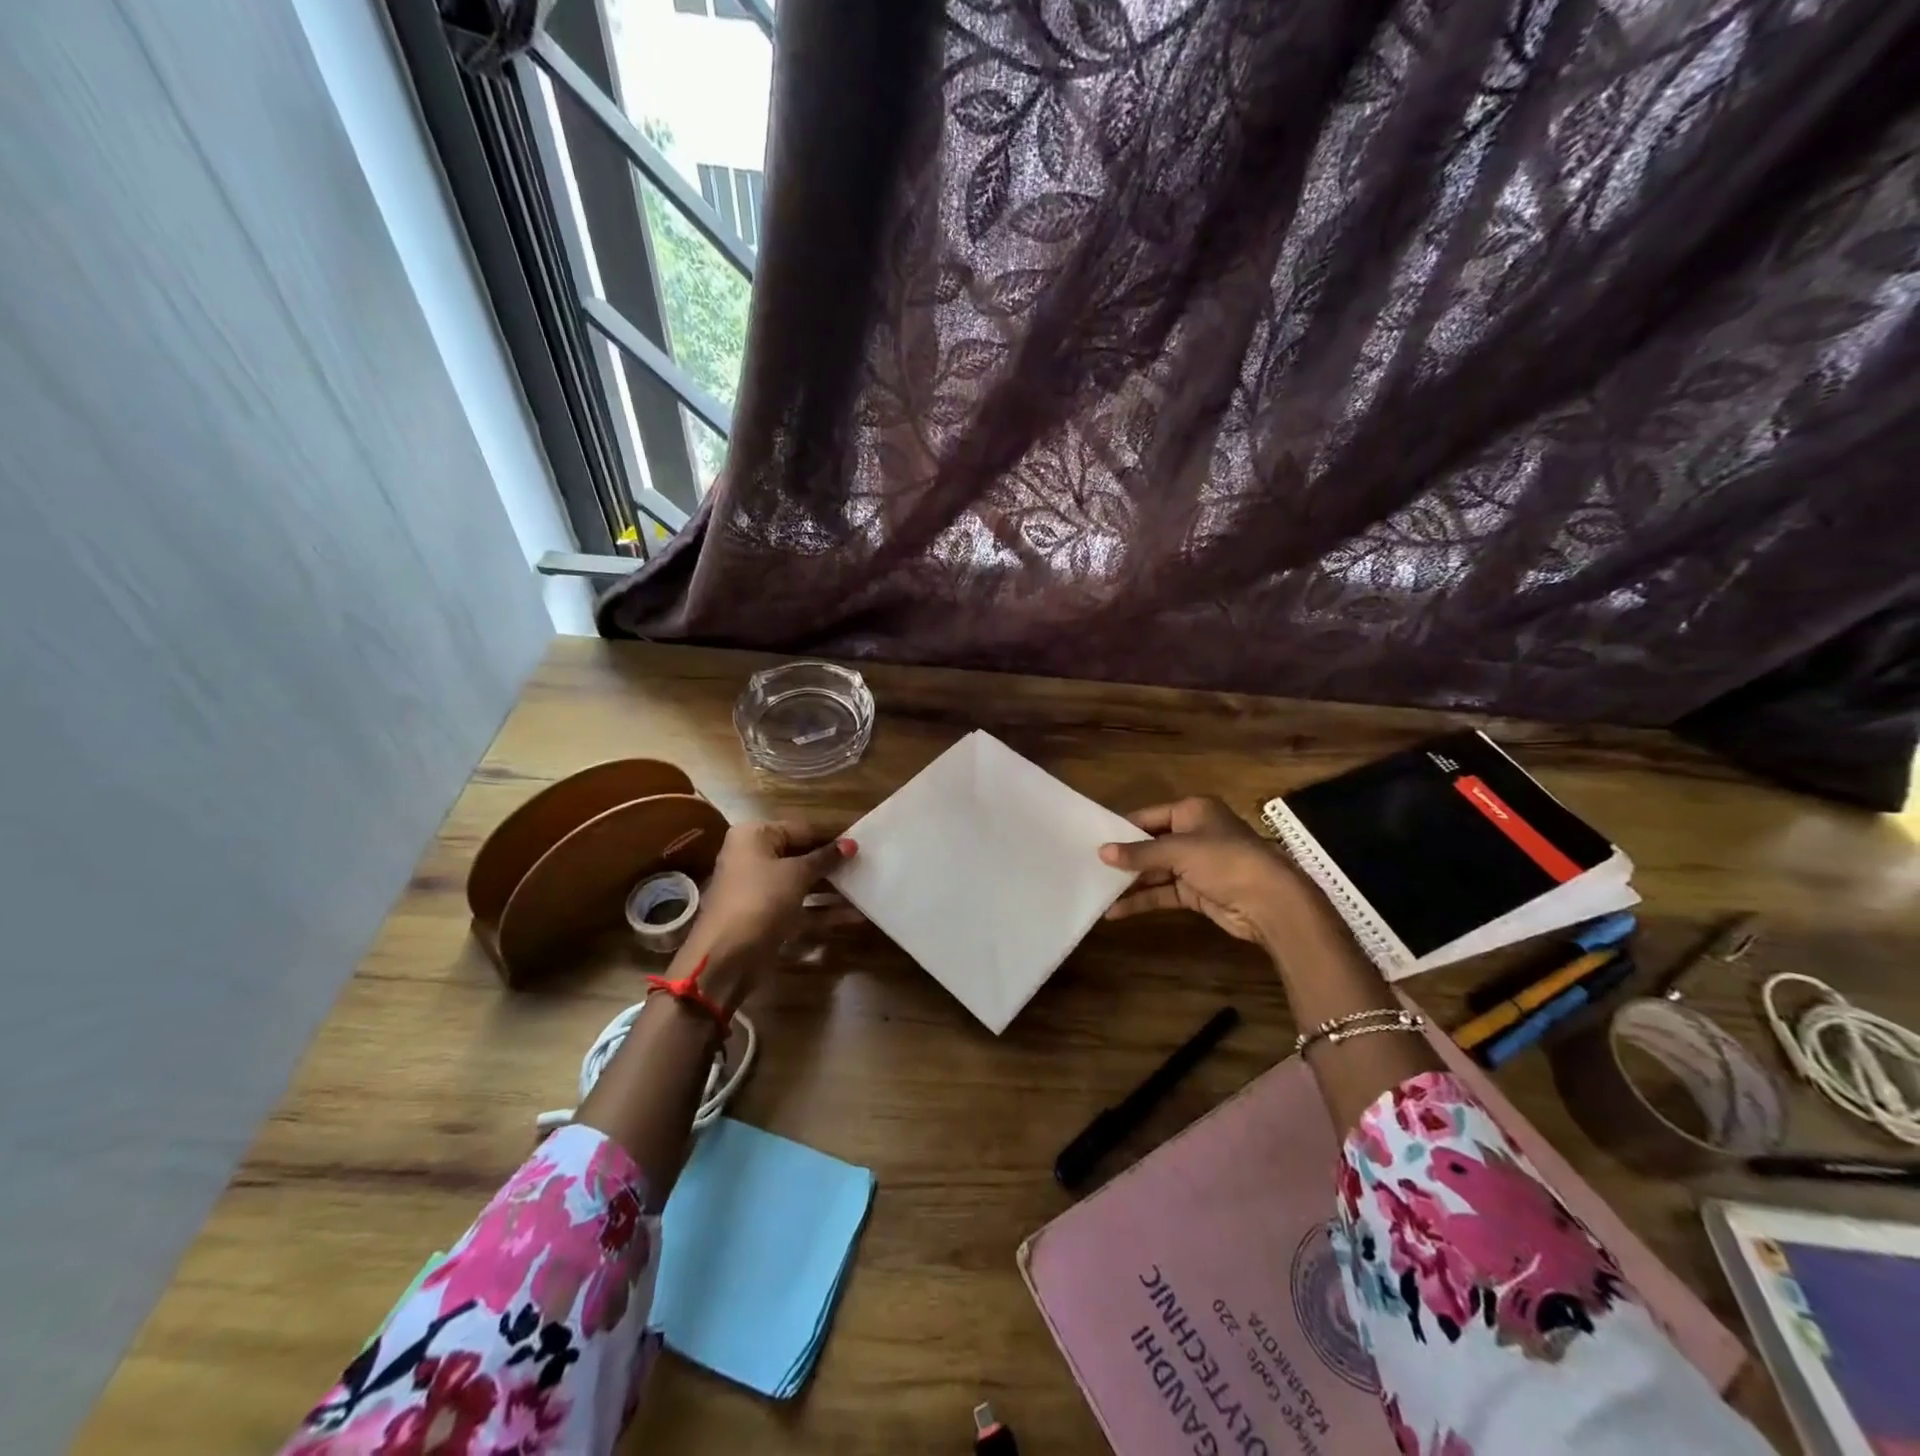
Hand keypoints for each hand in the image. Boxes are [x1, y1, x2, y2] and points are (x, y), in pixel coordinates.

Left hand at [677, 821, 855, 1005]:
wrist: (726, 958)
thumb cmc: (760, 900)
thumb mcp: (796, 874)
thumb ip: (825, 858)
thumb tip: (851, 844)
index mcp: (754, 836)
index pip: (802, 829)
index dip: (832, 836)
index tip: (862, 841)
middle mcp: (754, 858)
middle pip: (801, 855)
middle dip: (832, 862)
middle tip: (867, 864)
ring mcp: (760, 890)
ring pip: (802, 883)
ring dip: (832, 887)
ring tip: (866, 885)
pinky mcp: (768, 918)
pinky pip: (800, 907)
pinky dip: (823, 911)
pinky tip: (855, 915)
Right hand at [1099, 797, 1313, 948]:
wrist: (1270, 902)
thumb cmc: (1225, 861)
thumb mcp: (1179, 850)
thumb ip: (1139, 853)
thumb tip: (1101, 853)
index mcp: (1192, 811)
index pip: (1148, 816)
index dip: (1122, 829)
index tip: (1092, 840)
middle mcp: (1193, 833)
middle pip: (1150, 844)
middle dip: (1124, 858)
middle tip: (1089, 867)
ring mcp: (1195, 864)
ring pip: (1155, 871)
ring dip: (1130, 882)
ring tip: (1096, 891)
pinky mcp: (1196, 891)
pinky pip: (1163, 892)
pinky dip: (1142, 899)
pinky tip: (1116, 910)